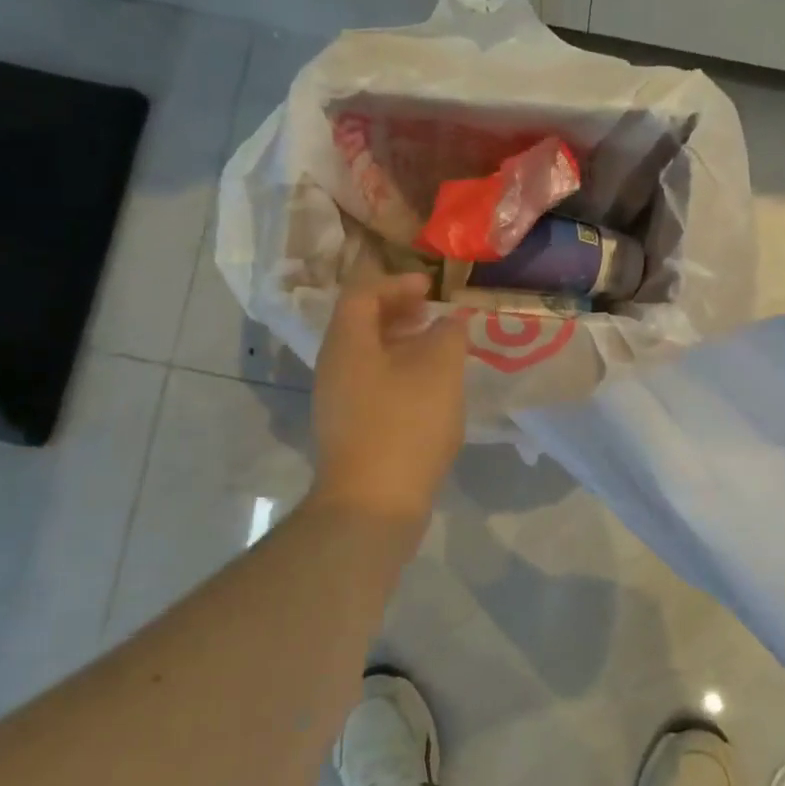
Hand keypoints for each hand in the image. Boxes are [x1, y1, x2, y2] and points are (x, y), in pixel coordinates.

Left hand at [310, 267, 467, 526]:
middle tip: (434, 313)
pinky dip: (399, 373)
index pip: (362, 292)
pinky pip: (372, 384)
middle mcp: (334, 366)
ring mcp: (338, 401)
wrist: (373, 503)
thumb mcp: (439, 371)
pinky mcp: (350, 429)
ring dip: (401, 344)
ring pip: (368, 356)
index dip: (397, 282)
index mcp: (347, 342)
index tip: (431, 287)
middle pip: (361, 323)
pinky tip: (428, 391)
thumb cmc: (405, 425)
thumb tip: (450, 323)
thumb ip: (448, 336)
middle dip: (398, 311)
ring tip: (437, 349)